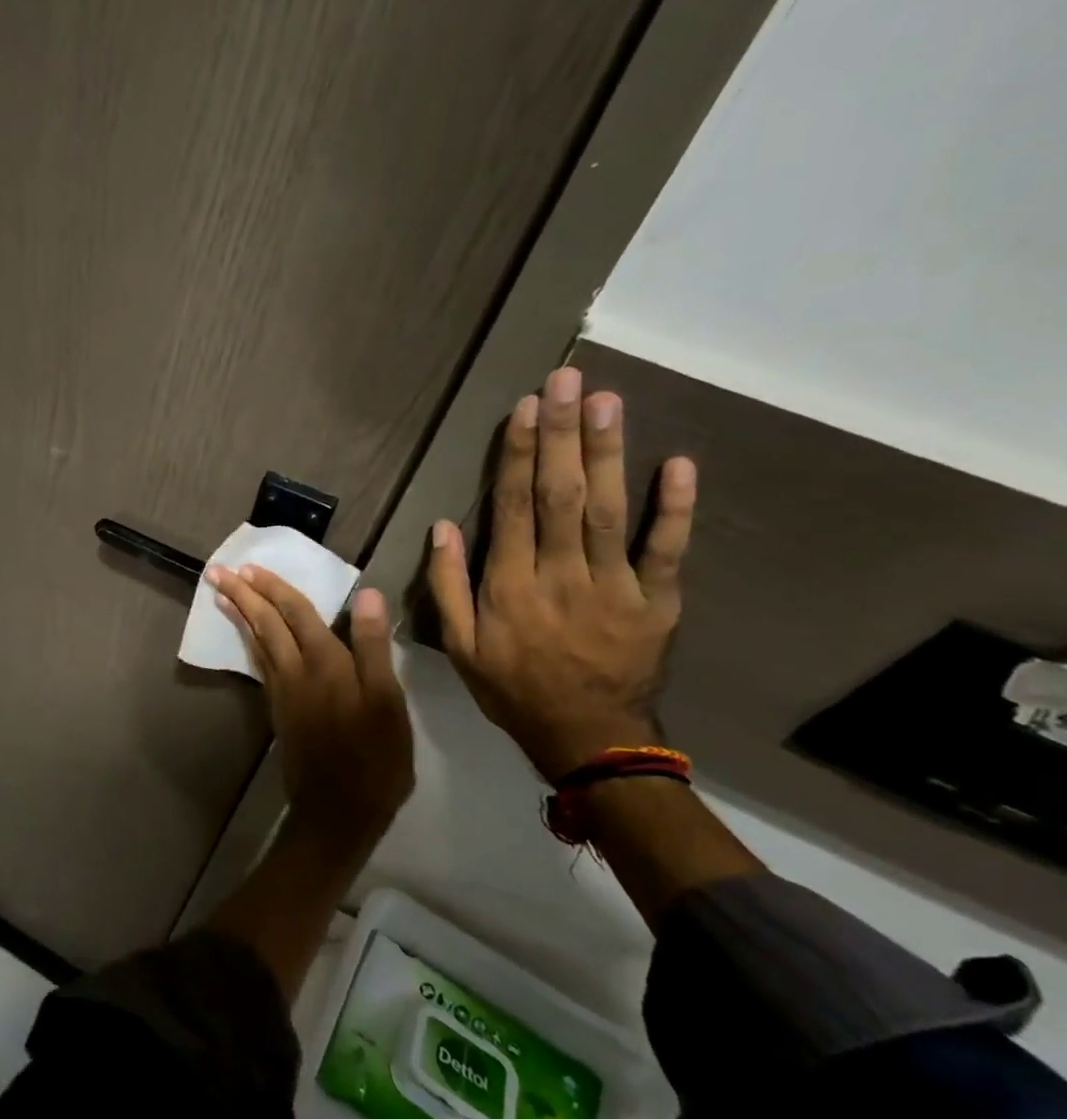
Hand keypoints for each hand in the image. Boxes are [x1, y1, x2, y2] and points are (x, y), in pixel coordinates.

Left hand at [205, 566, 413, 848]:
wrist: (338, 810)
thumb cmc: (375, 757)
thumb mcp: (388, 702)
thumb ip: (373, 647)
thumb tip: (367, 595)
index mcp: (325, 662)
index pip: (296, 613)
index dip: (274, 587)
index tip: (248, 566)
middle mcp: (296, 671)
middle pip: (266, 623)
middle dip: (243, 594)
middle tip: (217, 572)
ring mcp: (283, 691)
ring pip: (257, 642)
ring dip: (240, 614)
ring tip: (222, 594)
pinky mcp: (279, 710)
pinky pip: (259, 663)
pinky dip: (250, 642)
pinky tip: (248, 637)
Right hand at [423, 366, 696, 782]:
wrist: (587, 738)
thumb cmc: (513, 688)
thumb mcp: (458, 646)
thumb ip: (447, 586)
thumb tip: (441, 527)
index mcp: (510, 585)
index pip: (512, 507)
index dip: (517, 455)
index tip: (524, 408)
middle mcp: (560, 575)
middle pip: (560, 495)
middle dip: (561, 434)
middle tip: (566, 380)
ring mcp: (614, 586)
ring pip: (610, 510)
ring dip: (608, 453)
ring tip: (606, 401)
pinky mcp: (657, 601)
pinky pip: (666, 550)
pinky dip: (675, 507)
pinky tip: (677, 463)